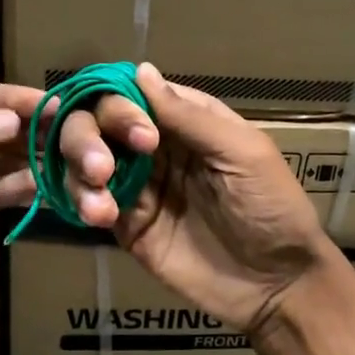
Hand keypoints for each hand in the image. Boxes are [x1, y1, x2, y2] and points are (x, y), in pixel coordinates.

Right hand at [56, 63, 336, 332]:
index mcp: (185, 120)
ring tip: (99, 201)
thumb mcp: (242, 153)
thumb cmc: (272, 208)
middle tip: (101, 167)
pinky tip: (99, 215)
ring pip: (85, 160)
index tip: (139, 137)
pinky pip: (90, 202)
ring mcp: (138, 185)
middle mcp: (154, 146)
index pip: (134, 93)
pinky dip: (83, 202)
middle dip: (87, 136)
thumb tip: (140, 69)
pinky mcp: (126, 224)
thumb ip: (189, 116)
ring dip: (78, 169)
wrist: (276, 285)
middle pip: (98, 121)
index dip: (121, 104)